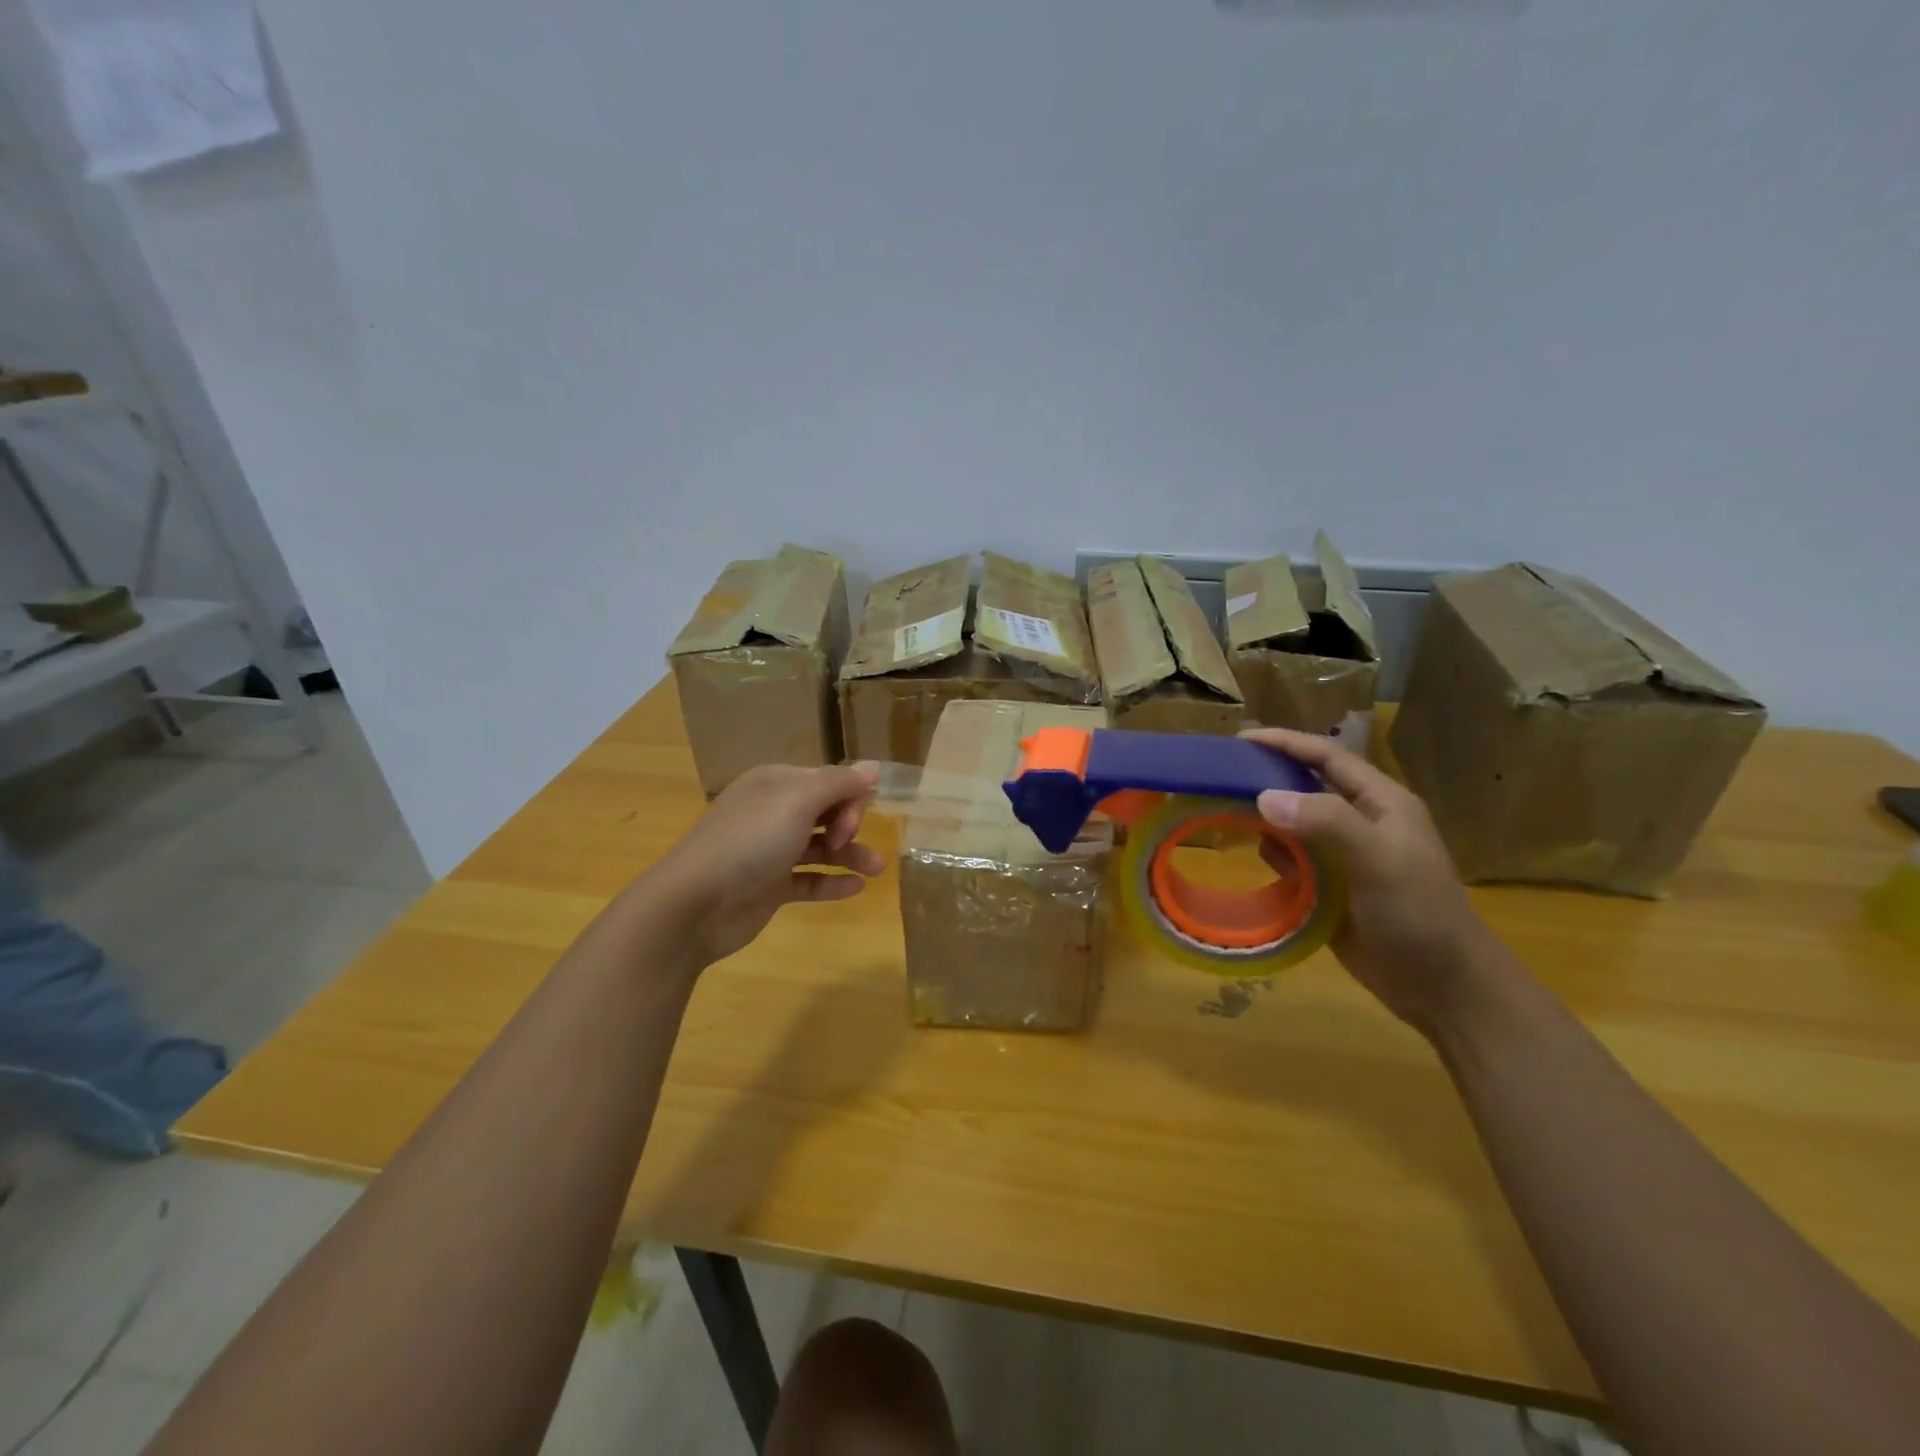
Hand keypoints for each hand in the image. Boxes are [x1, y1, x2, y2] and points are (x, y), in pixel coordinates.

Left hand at [648, 762, 883, 969]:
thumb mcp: (798, 801)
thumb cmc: (750, 841)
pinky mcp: (769, 887)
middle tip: (848, 842)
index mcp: (775, 784)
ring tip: (878, 870)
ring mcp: (769, 852)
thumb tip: (874, 767)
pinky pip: (809, 880)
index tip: (850, 822)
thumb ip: (839, 783)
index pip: (827, 780)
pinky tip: (856, 888)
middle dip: (849, 824)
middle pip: (825, 811)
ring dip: (850, 855)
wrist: (696, 903)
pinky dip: (832, 882)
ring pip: (821, 847)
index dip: (848, 797)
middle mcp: (772, 813)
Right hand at [1244, 728, 1503, 1033]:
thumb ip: (1326, 822)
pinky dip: (1272, 857)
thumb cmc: (1419, 913)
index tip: (1240, 738)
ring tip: (1223, 813)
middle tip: (1221, 776)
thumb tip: (1263, 797)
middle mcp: (1360, 822)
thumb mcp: (1379, 859)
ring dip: (1265, 820)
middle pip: (1305, 787)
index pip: (1328, 757)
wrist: (1443, 987)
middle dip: (1267, 779)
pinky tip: (1252, 857)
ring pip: (1293, 825)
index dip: (1286, 742)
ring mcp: (1344, 857)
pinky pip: (1291, 861)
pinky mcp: (1329, 888)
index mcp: (1381, 803)